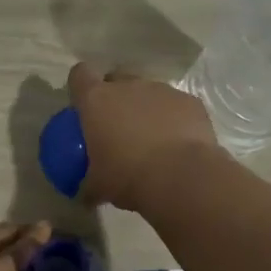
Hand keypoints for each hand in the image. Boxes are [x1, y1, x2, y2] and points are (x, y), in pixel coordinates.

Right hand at [67, 62, 221, 211]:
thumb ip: (88, 184)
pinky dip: (174, 119)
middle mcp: (128, 86)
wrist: (181, 177)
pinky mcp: (190, 101)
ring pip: (148, 92)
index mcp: (97, 100)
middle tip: (117, 124)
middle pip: (117, 79)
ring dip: (146, 108)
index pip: (80, 75)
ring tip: (152, 138)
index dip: (80, 86)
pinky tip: (177, 143)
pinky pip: (176, 105)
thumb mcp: (99, 186)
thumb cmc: (128, 176)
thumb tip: (84, 196)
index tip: (84, 104)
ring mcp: (161, 90)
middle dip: (116, 96)